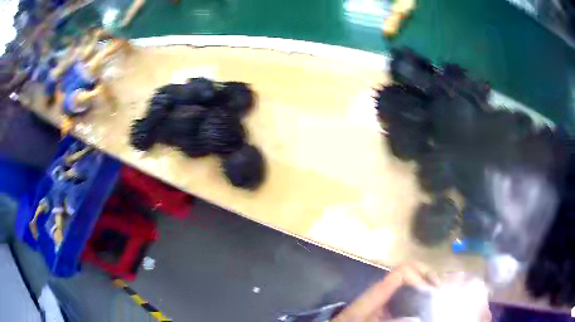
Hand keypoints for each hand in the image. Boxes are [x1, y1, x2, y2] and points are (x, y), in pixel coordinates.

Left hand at [333, 263, 438, 321]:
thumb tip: (418, 318)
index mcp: (378, 291)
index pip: (402, 272)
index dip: (419, 276)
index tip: (431, 290)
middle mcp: (383, 287)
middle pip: (408, 269)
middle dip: (426, 274)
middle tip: (438, 286)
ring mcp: (384, 292)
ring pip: (408, 277)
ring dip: (423, 280)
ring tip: (436, 290)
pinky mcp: (385, 299)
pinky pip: (404, 288)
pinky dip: (417, 289)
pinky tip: (424, 298)